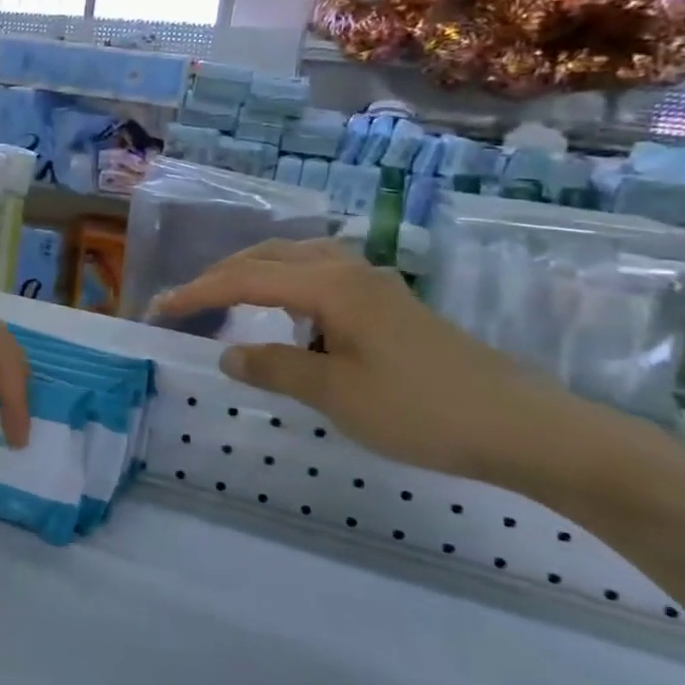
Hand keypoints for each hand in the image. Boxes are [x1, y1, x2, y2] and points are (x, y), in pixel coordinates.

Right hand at [152, 240, 572, 481]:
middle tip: (187, 302)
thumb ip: (275, 367)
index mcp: (330, 285)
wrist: (524, 428)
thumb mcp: (336, 394)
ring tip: (228, 301)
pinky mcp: (391, 304)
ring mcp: (375, 284)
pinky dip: (287, 286)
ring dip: (255, 274)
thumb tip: (228, 355)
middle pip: (269, 257)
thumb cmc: (422, 410)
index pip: (245, 278)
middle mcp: (349, 271)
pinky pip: (321, 278)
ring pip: (298, 261)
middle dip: (222, 275)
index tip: (159, 309)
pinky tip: (289, 317)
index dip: (197, 293)